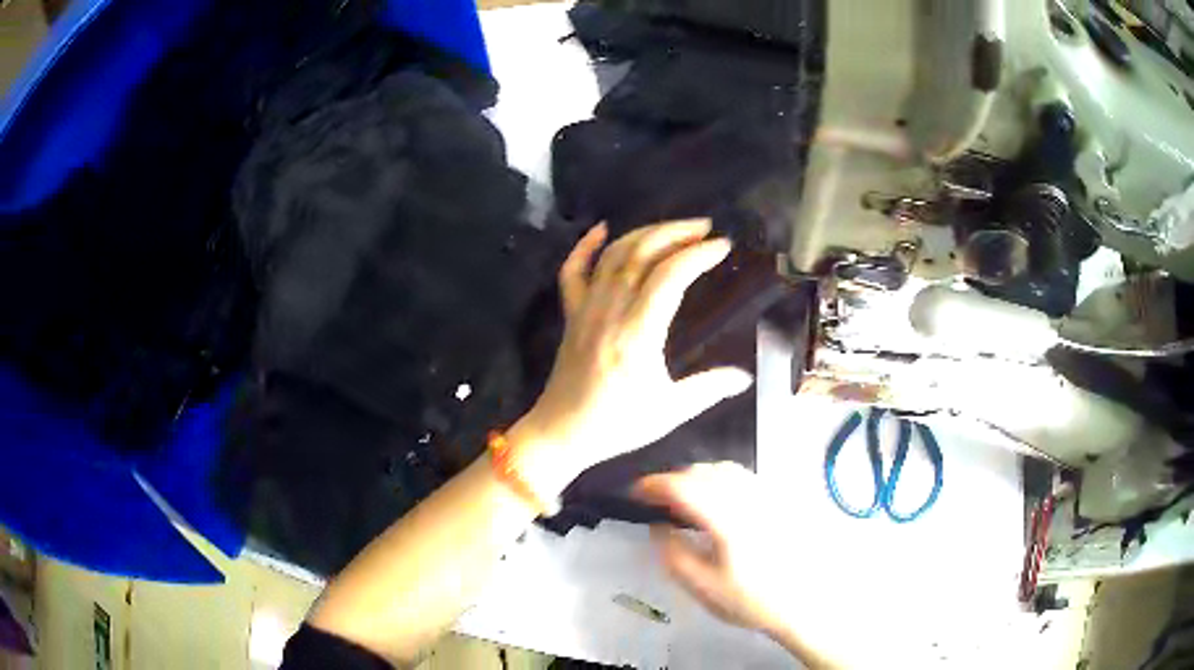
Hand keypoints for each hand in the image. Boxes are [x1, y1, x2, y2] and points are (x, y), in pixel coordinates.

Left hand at [511, 220, 753, 494]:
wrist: (560, 433)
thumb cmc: (616, 425)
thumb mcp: (669, 411)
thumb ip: (708, 389)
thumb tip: (745, 377)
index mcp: (637, 334)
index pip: (669, 277)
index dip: (697, 255)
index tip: (722, 246)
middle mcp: (609, 312)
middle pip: (640, 255)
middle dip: (674, 233)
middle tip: (704, 227)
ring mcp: (586, 309)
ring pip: (612, 256)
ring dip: (644, 233)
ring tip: (674, 228)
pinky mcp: (571, 314)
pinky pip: (572, 272)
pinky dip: (585, 246)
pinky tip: (602, 229)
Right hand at [636, 463, 842, 667]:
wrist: (805, 603)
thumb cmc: (751, 600)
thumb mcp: (704, 587)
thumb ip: (674, 554)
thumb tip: (657, 526)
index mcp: (727, 518)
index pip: (684, 486)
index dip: (654, 484)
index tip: (635, 492)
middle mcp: (749, 497)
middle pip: (705, 471)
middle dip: (674, 478)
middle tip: (656, 499)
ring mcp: (768, 495)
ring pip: (727, 469)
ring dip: (698, 476)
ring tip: (683, 497)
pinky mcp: (781, 499)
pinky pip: (744, 476)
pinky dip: (721, 479)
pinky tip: (717, 500)